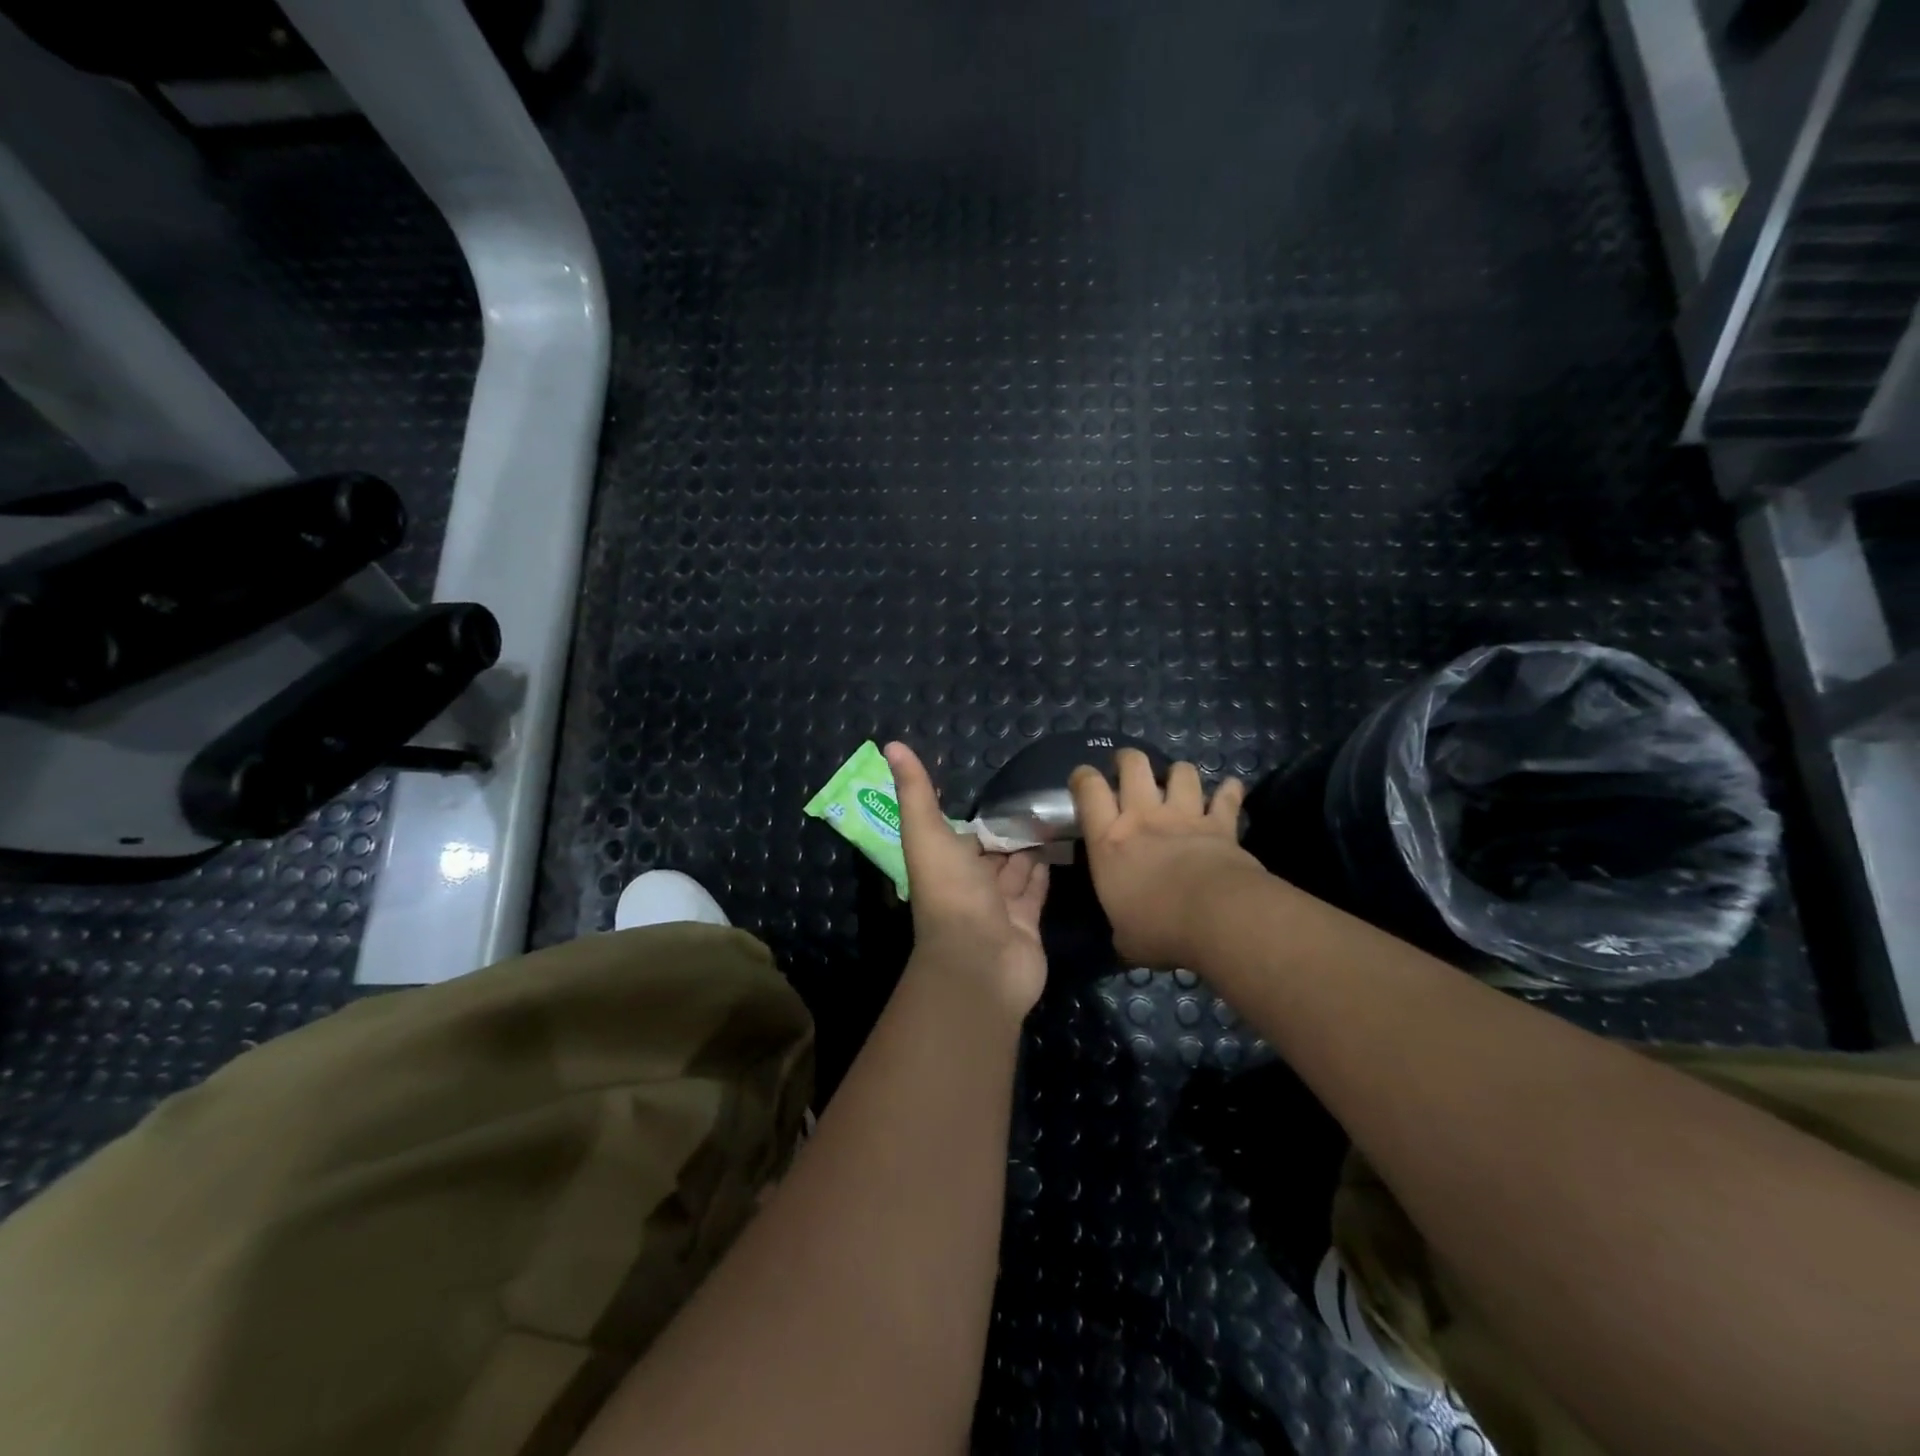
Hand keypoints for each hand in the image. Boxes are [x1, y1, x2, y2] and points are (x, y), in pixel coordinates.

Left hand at [884, 742, 1049, 1015]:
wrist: (981, 961)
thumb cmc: (951, 893)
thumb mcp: (927, 834)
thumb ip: (915, 791)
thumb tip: (891, 744)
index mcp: (944, 863)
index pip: (960, 834)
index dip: (975, 817)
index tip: (997, 790)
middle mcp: (970, 883)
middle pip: (991, 851)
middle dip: (1007, 830)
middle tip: (1036, 799)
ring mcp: (1000, 905)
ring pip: (1015, 868)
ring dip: (1028, 846)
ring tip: (1053, 815)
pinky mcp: (1028, 921)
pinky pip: (1037, 889)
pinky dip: (1045, 870)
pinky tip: (1058, 847)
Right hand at [1069, 750, 1264, 968]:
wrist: (1217, 918)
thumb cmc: (1159, 929)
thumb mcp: (1125, 937)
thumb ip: (1122, 928)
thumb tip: (1126, 938)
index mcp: (1109, 841)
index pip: (1088, 790)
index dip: (1083, 777)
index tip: (1083, 779)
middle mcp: (1144, 817)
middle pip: (1133, 765)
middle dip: (1128, 760)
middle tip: (1127, 769)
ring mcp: (1184, 816)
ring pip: (1181, 772)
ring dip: (1178, 773)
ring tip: (1178, 782)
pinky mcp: (1221, 825)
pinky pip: (1227, 797)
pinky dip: (1229, 792)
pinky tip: (1231, 789)